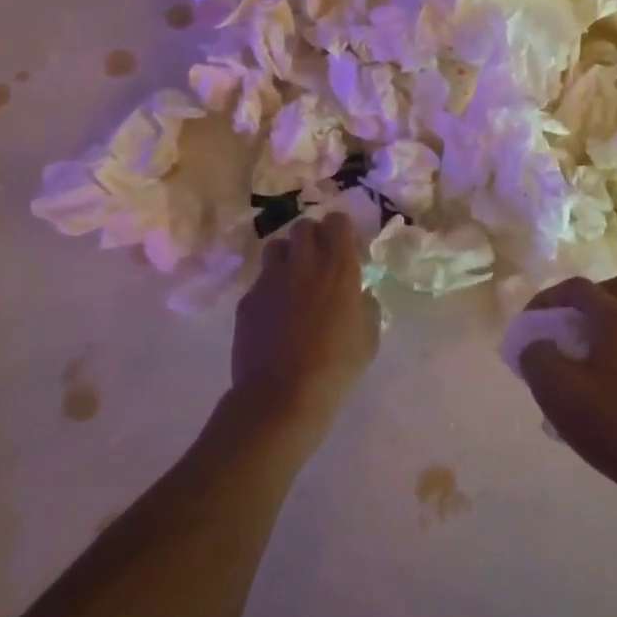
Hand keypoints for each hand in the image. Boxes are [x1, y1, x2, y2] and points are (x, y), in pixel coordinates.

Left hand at [230, 214, 380, 432]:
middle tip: (319, 260)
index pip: (337, 222)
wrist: (281, 394)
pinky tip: (275, 313)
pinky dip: (270, 288)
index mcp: (338, 267)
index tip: (346, 248)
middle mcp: (303, 263)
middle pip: (303, 226)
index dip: (341, 231)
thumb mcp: (369, 338)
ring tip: (294, 279)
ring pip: (277, 247)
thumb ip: (366, 306)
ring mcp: (270, 279)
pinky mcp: (248, 298)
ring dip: (288, 256)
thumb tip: (359, 295)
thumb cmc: (335, 366)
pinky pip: (260, 281)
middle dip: (313, 237)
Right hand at [516, 275, 616, 508]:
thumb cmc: (616, 425)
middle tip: (564, 329)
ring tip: (572, 366)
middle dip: (585, 303)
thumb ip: (536, 357)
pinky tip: (593, 394)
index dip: (546, 299)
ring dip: (598, 332)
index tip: (527, 326)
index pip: (579, 288)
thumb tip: (537, 347)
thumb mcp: (558, 390)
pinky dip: (611, 356)